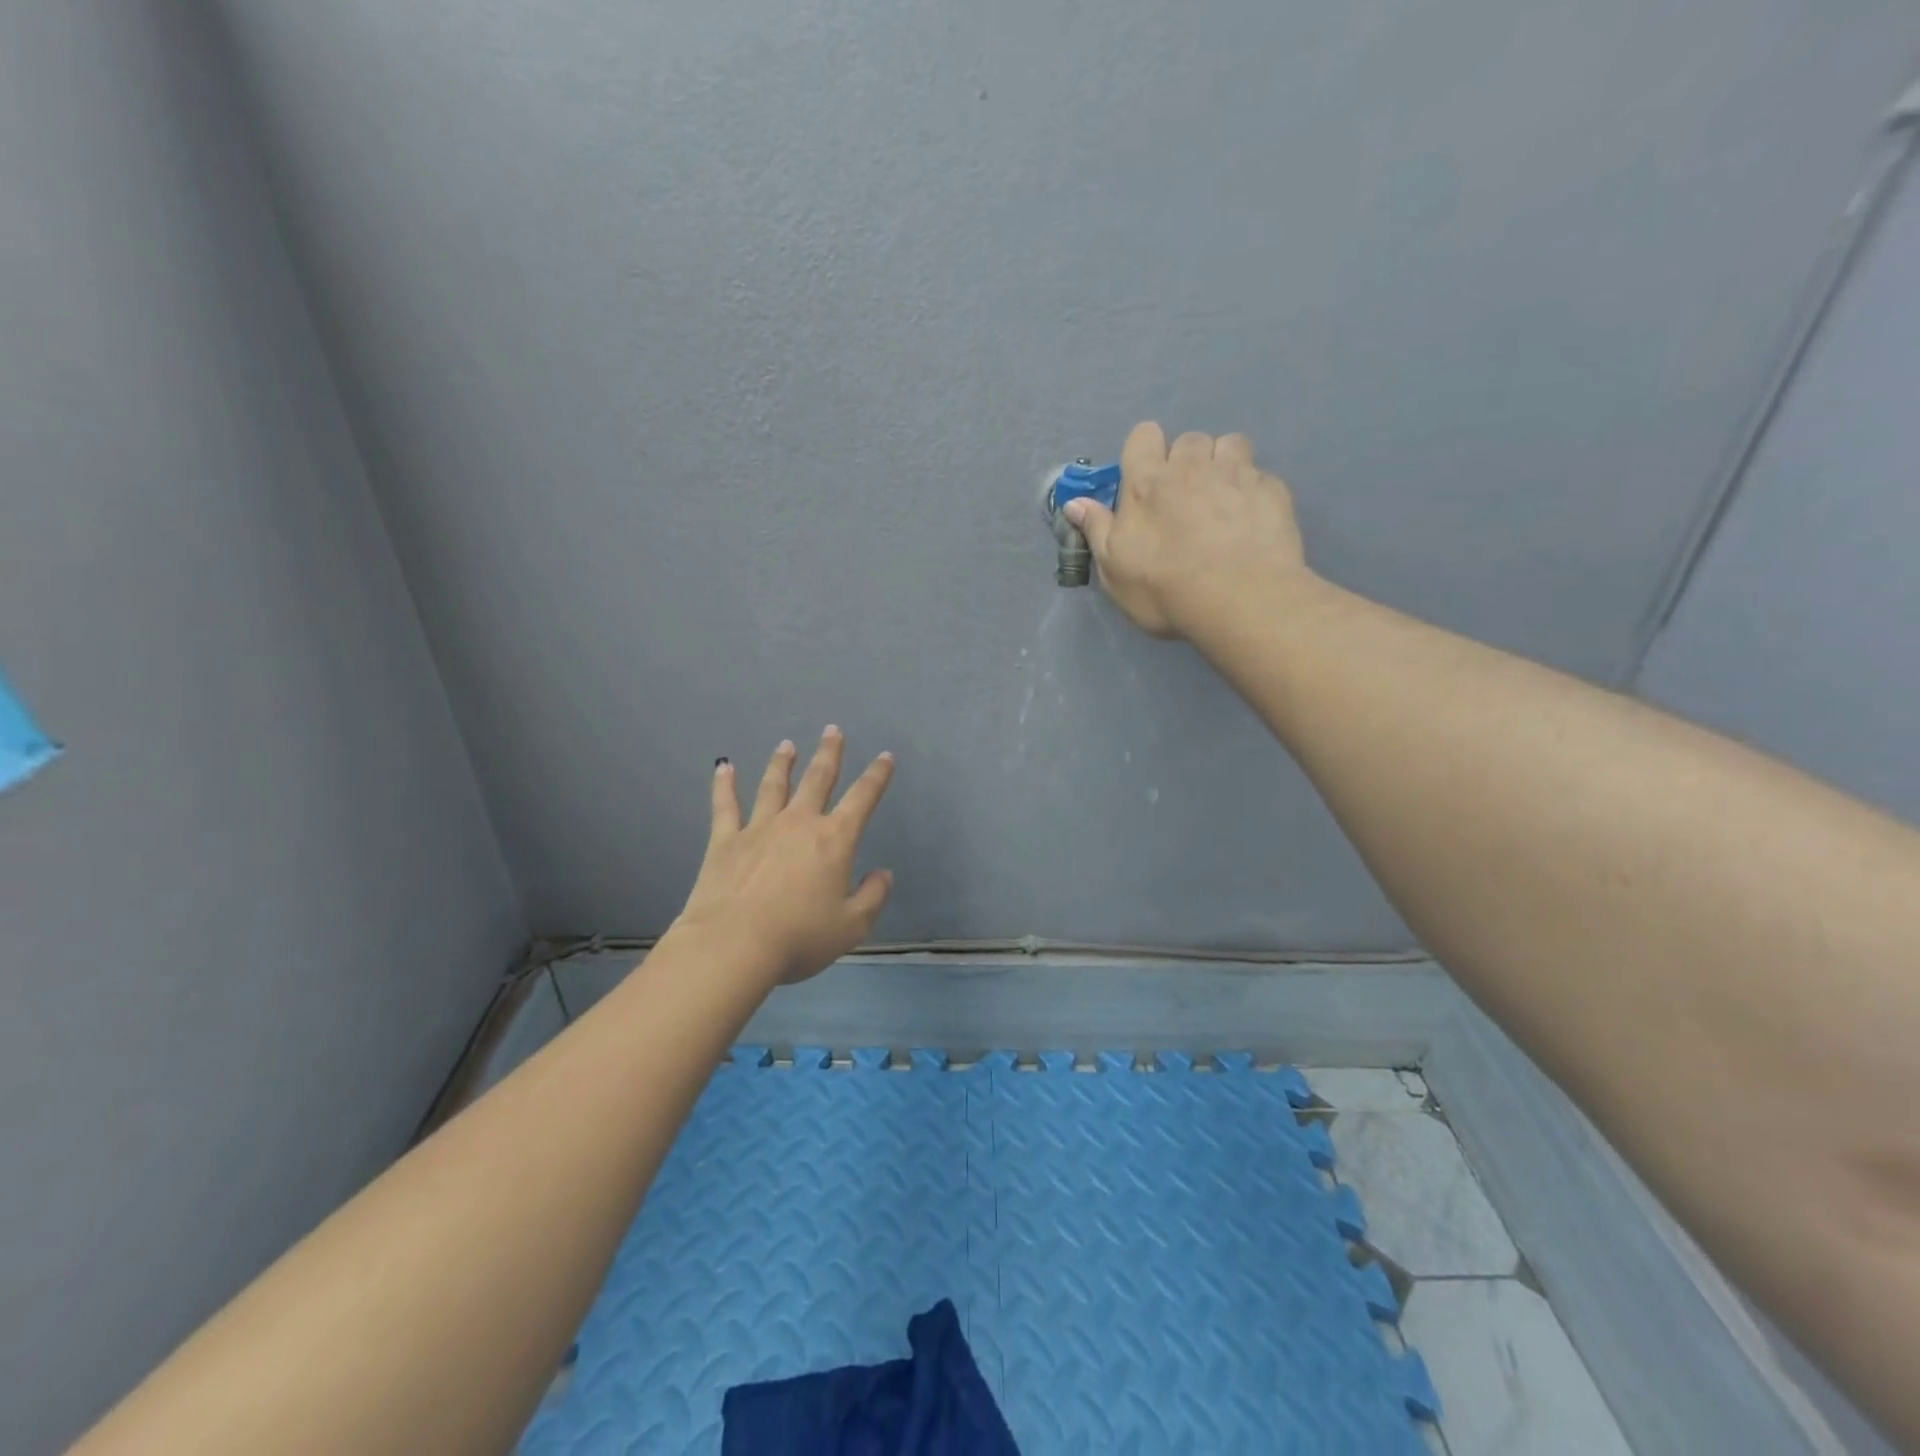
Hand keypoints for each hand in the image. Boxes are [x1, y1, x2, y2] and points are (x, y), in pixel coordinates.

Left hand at [673, 727, 894, 985]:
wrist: (734, 945)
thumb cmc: (799, 937)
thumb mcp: (851, 926)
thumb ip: (872, 897)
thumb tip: (882, 874)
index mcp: (834, 840)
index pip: (862, 798)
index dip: (877, 776)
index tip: (885, 756)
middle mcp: (798, 823)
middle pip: (818, 779)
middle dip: (829, 754)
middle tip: (833, 731)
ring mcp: (759, 827)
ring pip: (774, 786)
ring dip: (783, 764)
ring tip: (787, 745)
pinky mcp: (725, 840)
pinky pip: (725, 805)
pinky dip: (724, 784)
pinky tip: (723, 767)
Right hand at [1065, 422, 1309, 638]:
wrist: (1238, 598)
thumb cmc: (1164, 588)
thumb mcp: (1114, 569)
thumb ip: (1096, 530)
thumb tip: (1074, 503)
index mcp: (1147, 483)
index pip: (1143, 436)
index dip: (1144, 452)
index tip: (1145, 480)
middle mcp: (1191, 466)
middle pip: (1188, 440)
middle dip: (1186, 461)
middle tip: (1185, 498)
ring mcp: (1236, 474)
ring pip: (1230, 445)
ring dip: (1223, 464)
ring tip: (1222, 499)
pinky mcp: (1272, 490)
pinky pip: (1259, 476)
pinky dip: (1252, 491)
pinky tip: (1251, 521)